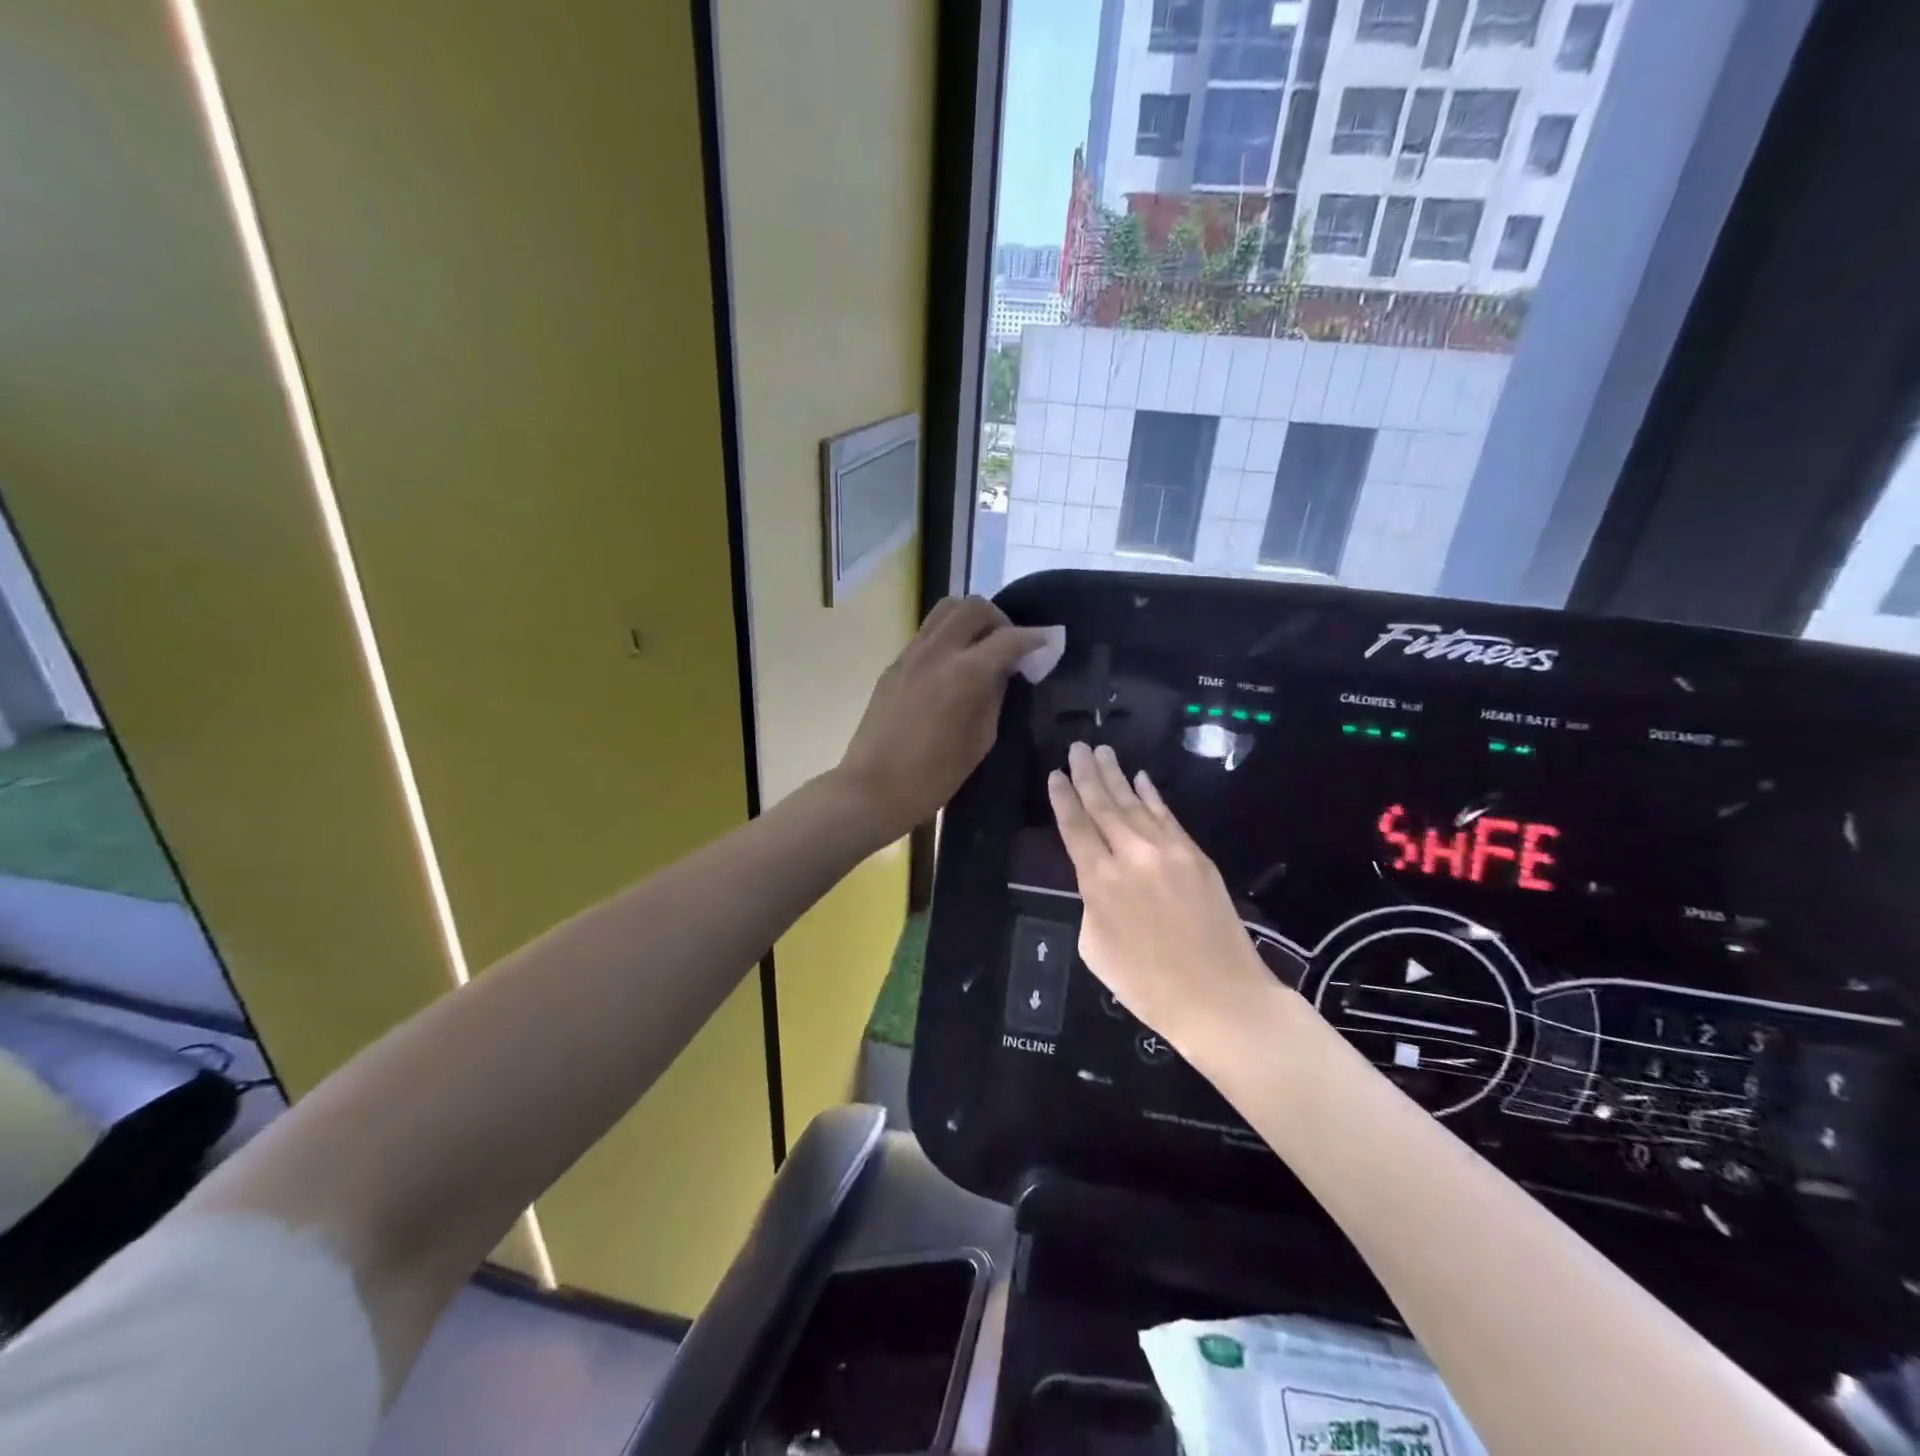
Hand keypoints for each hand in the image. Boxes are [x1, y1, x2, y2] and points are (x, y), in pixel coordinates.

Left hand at [837, 597, 1049, 842]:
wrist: (872, 788)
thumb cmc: (933, 776)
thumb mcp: (980, 740)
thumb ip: (996, 696)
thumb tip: (1004, 670)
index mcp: (965, 674)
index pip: (1008, 638)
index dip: (1035, 638)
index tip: (1049, 642)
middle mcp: (937, 652)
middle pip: (974, 607)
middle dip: (1000, 619)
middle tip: (1010, 645)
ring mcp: (911, 654)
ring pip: (946, 610)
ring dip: (971, 619)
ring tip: (982, 646)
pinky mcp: (894, 664)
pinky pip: (928, 632)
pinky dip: (949, 634)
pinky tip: (955, 663)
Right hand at [1048, 742, 1285, 1062]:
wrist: (1220, 998)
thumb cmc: (1147, 986)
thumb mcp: (1096, 949)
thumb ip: (1092, 904)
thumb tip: (1101, 881)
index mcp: (1099, 881)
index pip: (1075, 827)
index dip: (1063, 798)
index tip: (1055, 774)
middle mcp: (1131, 855)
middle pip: (1104, 805)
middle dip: (1087, 774)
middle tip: (1077, 746)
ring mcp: (1168, 851)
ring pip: (1135, 804)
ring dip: (1117, 776)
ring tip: (1102, 752)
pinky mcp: (1196, 856)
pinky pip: (1168, 816)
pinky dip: (1152, 796)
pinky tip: (1141, 779)